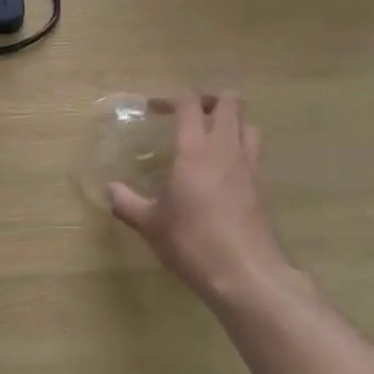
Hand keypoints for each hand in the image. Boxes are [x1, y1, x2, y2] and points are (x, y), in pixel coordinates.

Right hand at [109, 92, 297, 307]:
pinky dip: (240, 148)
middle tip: (189, 112)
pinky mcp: (263, 187)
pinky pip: (254, 152)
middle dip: (209, 98)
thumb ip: (128, 203)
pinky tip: (223, 170)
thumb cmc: (193, 242)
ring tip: (209, 136)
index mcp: (195, 151)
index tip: (153, 109)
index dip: (171, 98)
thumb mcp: (151, 225)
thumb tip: (110, 190)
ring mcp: (249, 167)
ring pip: (248, 124)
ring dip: (230, 121)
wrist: (247, 274)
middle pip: (229, 102)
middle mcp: (225, 149)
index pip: (189, 104)